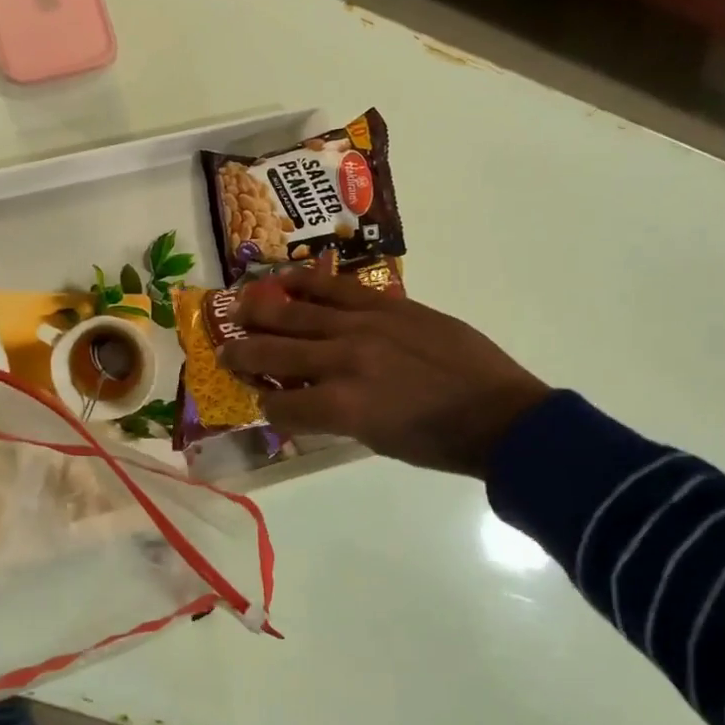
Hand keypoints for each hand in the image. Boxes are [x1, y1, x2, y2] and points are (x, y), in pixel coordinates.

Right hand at [221, 266, 550, 477]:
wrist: (500, 415)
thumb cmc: (438, 443)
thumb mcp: (374, 440)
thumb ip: (333, 415)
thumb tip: (306, 396)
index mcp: (340, 406)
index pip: (279, 403)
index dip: (266, 405)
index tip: (265, 402)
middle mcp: (342, 361)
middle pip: (274, 351)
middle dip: (242, 354)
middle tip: (223, 350)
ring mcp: (364, 326)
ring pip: (296, 312)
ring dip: (260, 312)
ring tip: (238, 309)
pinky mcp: (387, 304)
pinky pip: (335, 288)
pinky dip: (306, 285)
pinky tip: (285, 282)